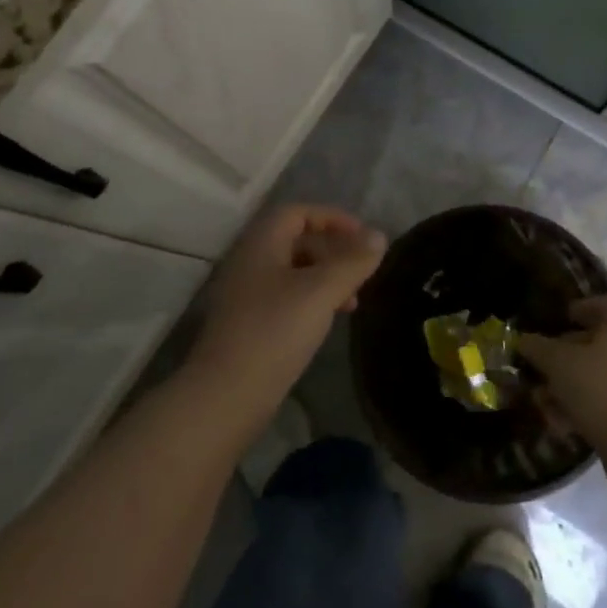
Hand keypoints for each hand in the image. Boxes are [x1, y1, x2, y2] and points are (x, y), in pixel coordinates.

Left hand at [184, 204, 386, 423]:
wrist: (227, 394)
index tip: (363, 236)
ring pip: (294, 272)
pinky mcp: (250, 325)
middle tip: (361, 271)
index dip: (332, 217)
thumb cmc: (275, 331)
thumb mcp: (321, 292)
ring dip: (326, 278)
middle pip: (296, 241)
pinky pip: (287, 298)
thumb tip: (378, 236)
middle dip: (333, 251)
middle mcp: (251, 262)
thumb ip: (352, 262)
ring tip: (353, 302)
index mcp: (261, 244)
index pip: (297, 213)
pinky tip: (328, 321)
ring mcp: (247, 295)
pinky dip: (313, 300)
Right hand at [518, 296, 606, 450]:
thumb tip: (525, 341)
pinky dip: (589, 404)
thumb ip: (537, 347)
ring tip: (546, 402)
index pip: (603, 304)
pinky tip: (564, 422)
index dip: (578, 308)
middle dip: (566, 354)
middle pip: (600, 341)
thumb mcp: (557, 364)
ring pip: (603, 373)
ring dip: (572, 383)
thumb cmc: (599, 390)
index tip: (557, 322)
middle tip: (542, 367)